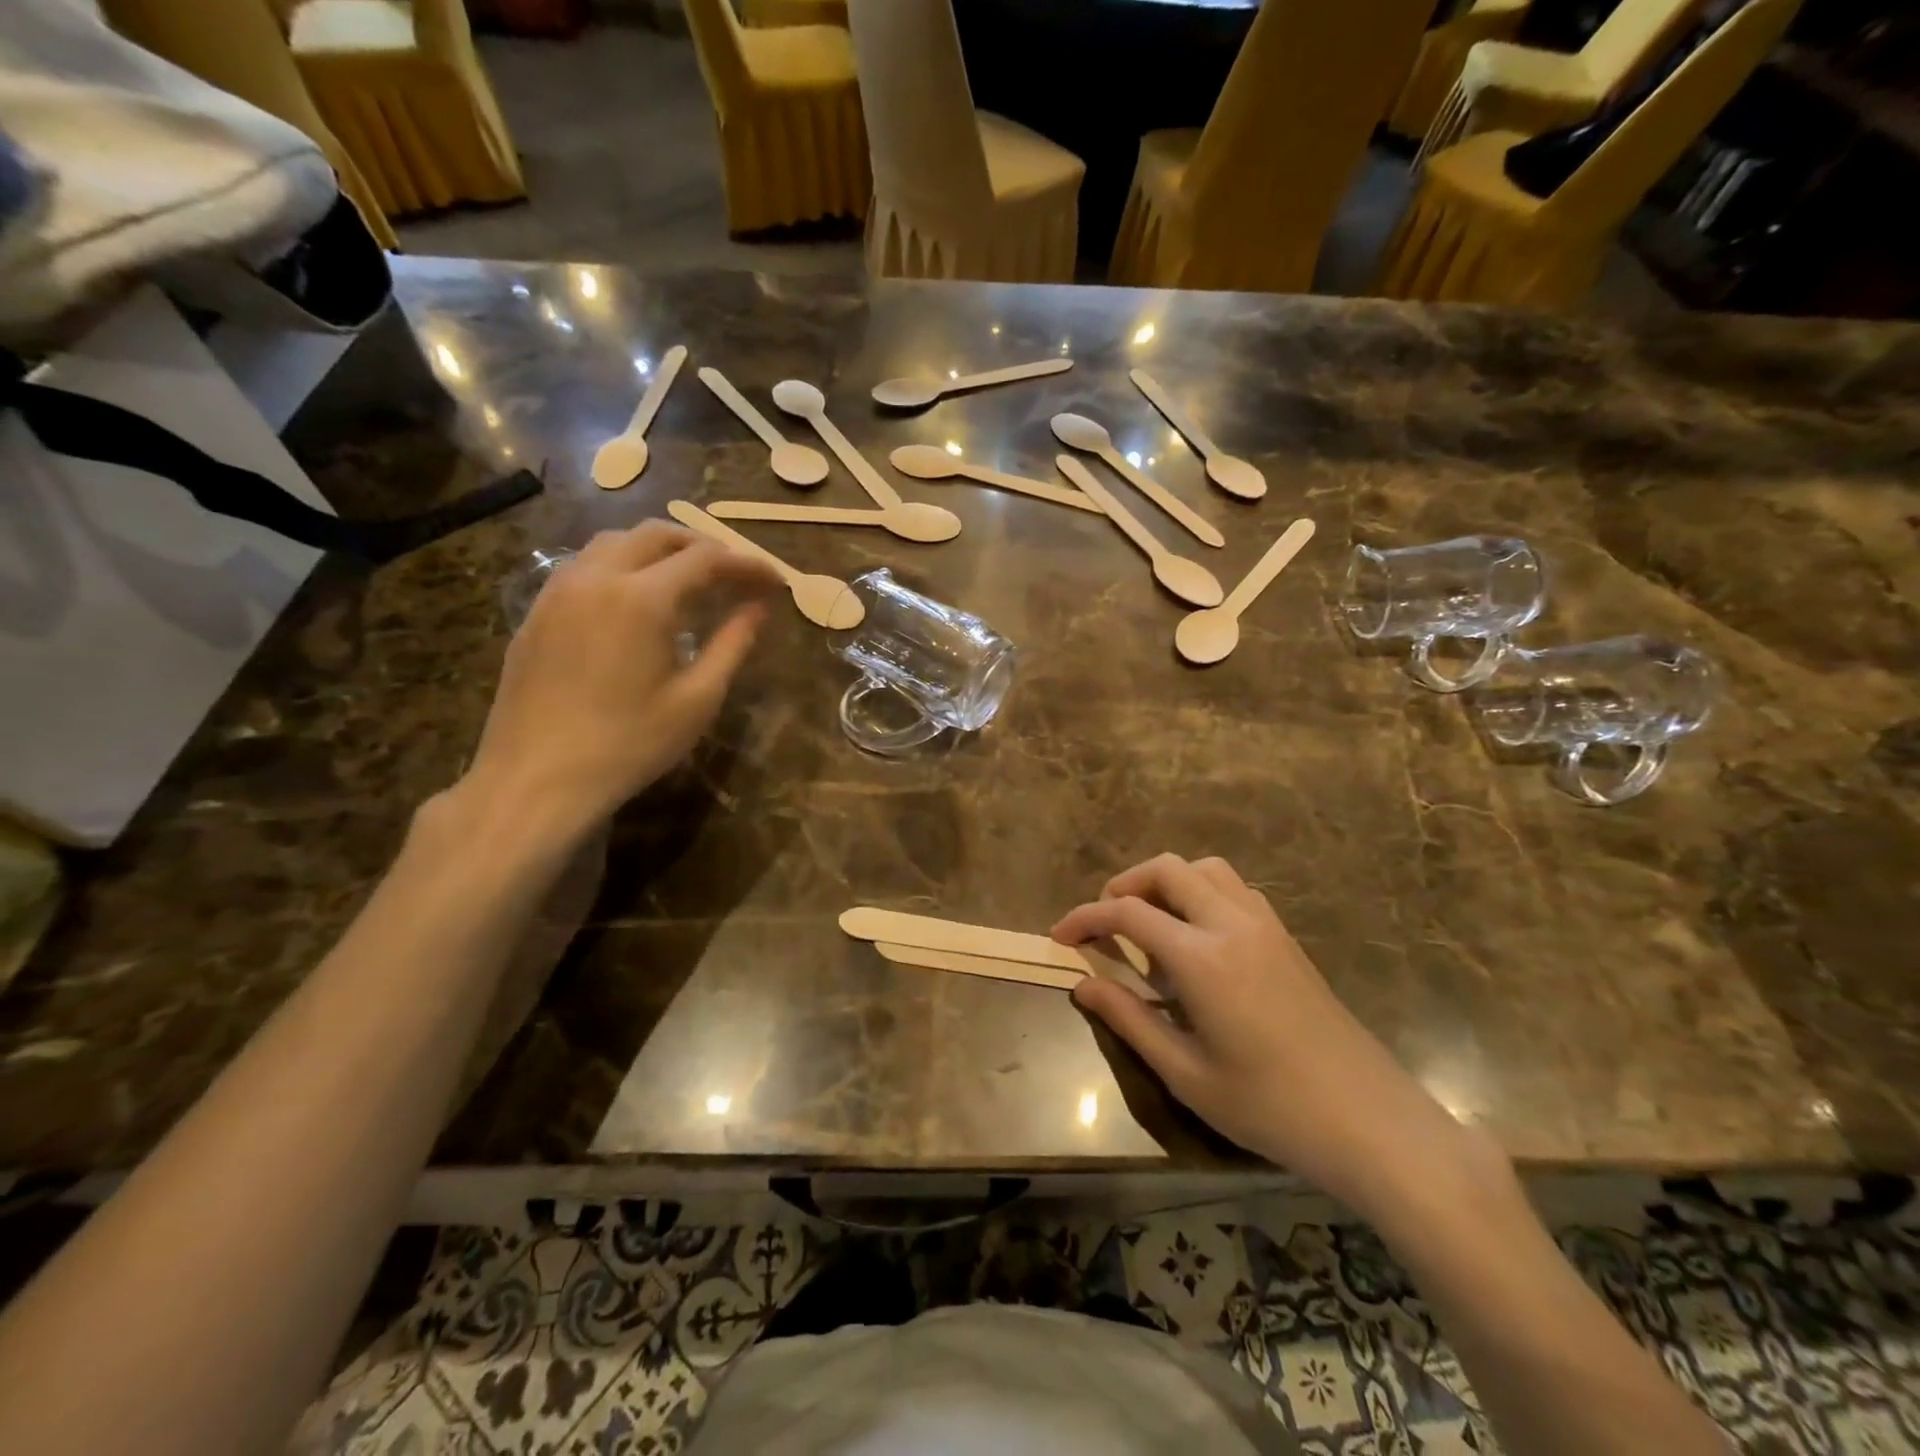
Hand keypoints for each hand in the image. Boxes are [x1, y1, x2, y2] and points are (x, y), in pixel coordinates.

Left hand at [462, 523, 780, 836]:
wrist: (536, 779)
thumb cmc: (629, 744)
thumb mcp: (697, 700)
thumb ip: (733, 644)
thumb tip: (759, 608)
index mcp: (642, 598)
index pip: (706, 559)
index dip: (746, 564)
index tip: (774, 581)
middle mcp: (597, 577)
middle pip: (656, 534)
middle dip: (703, 545)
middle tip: (735, 574)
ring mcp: (558, 590)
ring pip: (614, 543)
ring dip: (659, 550)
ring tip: (688, 580)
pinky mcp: (537, 611)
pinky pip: (585, 566)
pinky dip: (623, 566)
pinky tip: (636, 602)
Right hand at [1053, 854, 1484, 1219]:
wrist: (1369, 1121)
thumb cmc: (1270, 1106)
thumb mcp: (1185, 1073)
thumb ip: (1129, 1019)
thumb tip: (1082, 984)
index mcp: (1202, 957)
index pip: (1128, 912)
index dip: (1086, 917)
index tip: (1060, 935)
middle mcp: (1232, 923)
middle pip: (1167, 869)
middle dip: (1125, 884)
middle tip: (1103, 923)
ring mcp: (1265, 925)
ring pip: (1205, 869)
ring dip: (1167, 882)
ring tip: (1148, 924)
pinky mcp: (1285, 937)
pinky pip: (1234, 888)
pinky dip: (1201, 892)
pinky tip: (1196, 938)